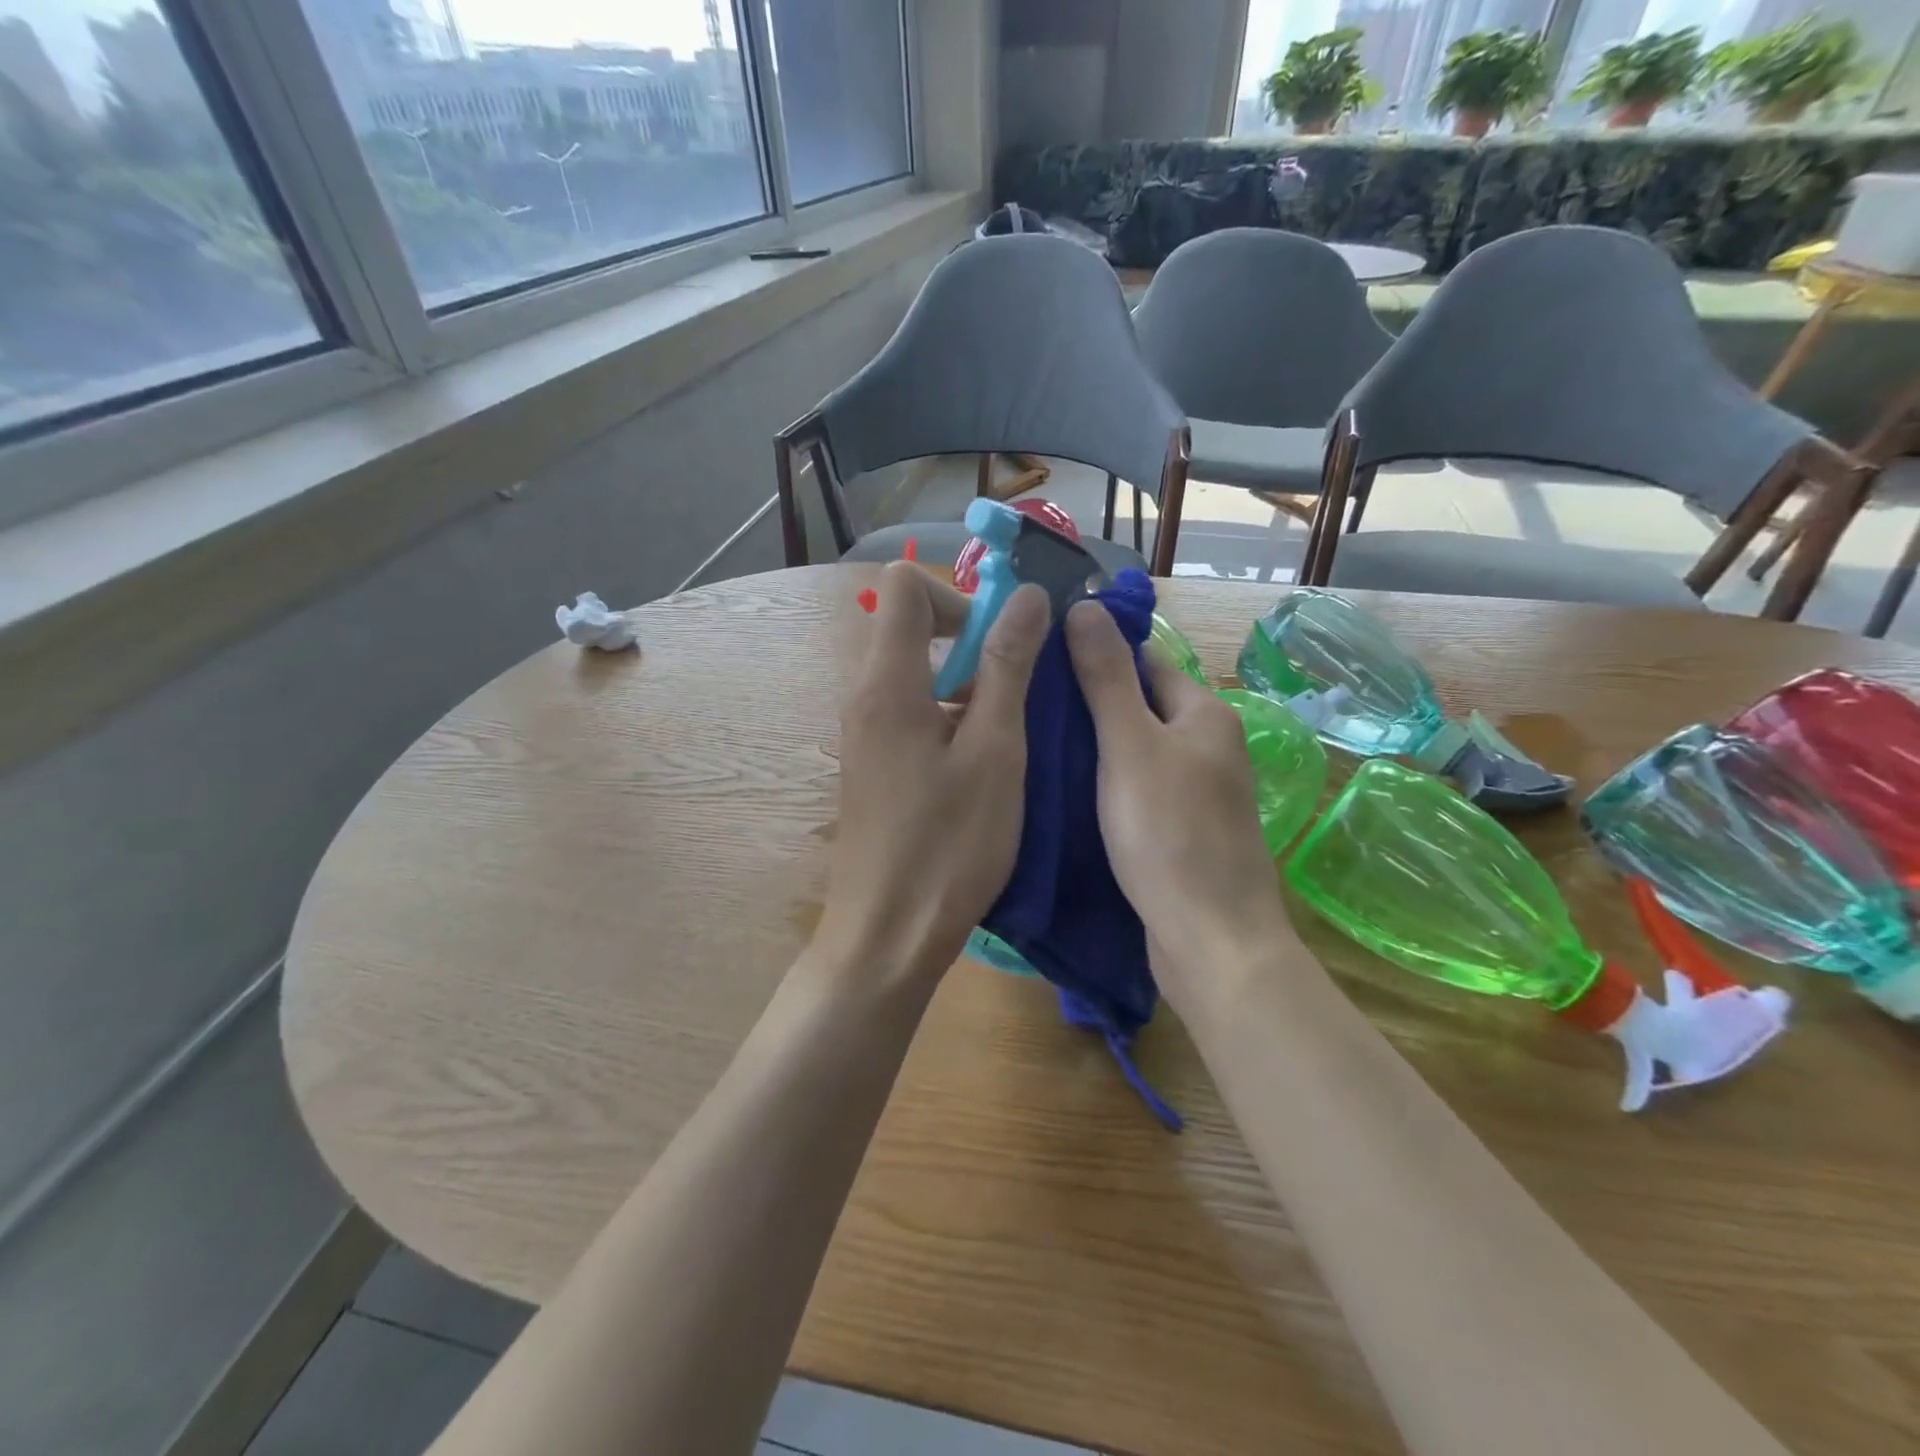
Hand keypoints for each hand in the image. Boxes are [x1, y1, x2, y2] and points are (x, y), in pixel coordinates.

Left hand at [817, 562, 1050, 986]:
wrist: (886, 936)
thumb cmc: (948, 846)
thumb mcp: (994, 752)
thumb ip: (1008, 667)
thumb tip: (1025, 596)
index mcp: (887, 683)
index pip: (904, 586)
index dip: (958, 596)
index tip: (1000, 641)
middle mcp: (865, 697)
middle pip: (913, 628)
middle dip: (973, 642)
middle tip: (1020, 691)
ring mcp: (866, 734)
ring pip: (918, 674)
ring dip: (969, 685)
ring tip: (1011, 737)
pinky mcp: (875, 765)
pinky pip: (913, 713)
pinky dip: (952, 718)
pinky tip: (985, 767)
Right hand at [1065, 600, 1300, 1008]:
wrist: (1210, 939)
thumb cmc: (1168, 833)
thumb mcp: (1129, 745)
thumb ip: (1106, 678)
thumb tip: (1085, 607)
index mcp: (1204, 714)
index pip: (1143, 661)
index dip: (1094, 654)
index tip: (1038, 659)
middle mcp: (1207, 746)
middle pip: (1138, 706)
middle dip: (1087, 703)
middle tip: (1023, 705)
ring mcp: (1196, 791)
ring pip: (1134, 752)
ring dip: (1091, 747)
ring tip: (1031, 744)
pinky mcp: (1181, 830)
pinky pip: (1136, 790)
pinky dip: (1103, 785)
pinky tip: (1062, 792)